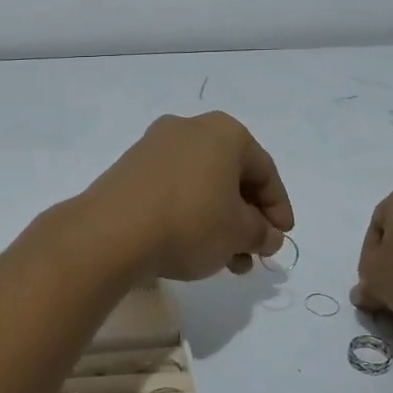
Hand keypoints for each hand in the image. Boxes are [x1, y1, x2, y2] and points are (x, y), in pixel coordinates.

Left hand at [78, 113, 294, 281]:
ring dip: (220, 223)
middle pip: (231, 177)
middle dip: (246, 220)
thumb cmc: (189, 222)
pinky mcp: (130, 169)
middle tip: (253, 253)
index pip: (264, 171)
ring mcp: (154, 147)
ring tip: (225, 263)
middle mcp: (189, 129)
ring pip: (202, 186)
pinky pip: (173, 190)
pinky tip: (193, 248)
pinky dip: (190, 216)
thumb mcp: (238, 234)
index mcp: (224, 132)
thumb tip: (268, 236)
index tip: (282, 238)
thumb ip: (262, 233)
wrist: (110, 232)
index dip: (278, 208)